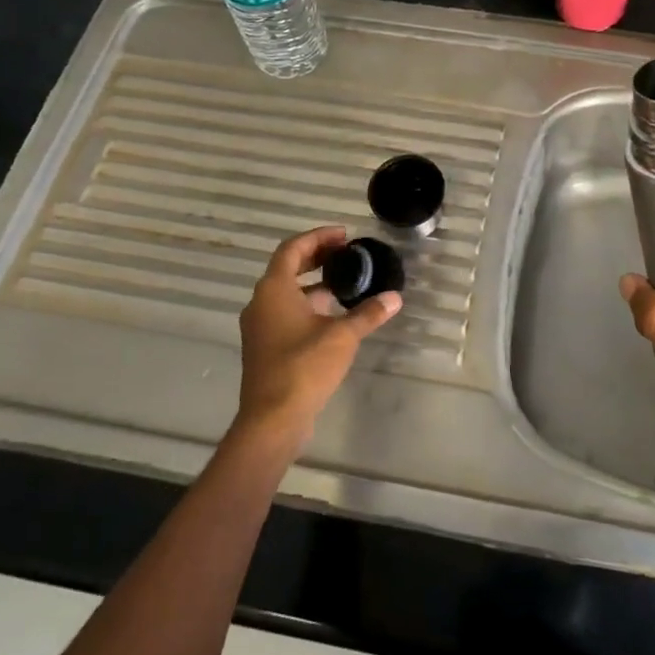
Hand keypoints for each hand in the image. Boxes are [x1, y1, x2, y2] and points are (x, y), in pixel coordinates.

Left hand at [235, 226, 399, 450]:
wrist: (273, 419)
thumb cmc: (304, 367)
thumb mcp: (343, 336)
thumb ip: (368, 313)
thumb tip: (394, 298)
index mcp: (274, 289)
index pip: (293, 249)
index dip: (318, 237)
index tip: (344, 235)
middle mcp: (261, 302)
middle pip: (287, 267)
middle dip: (316, 256)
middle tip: (345, 253)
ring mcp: (260, 326)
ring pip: (286, 292)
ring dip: (313, 282)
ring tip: (344, 281)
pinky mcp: (265, 347)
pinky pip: (285, 312)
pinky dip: (307, 304)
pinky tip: (333, 314)